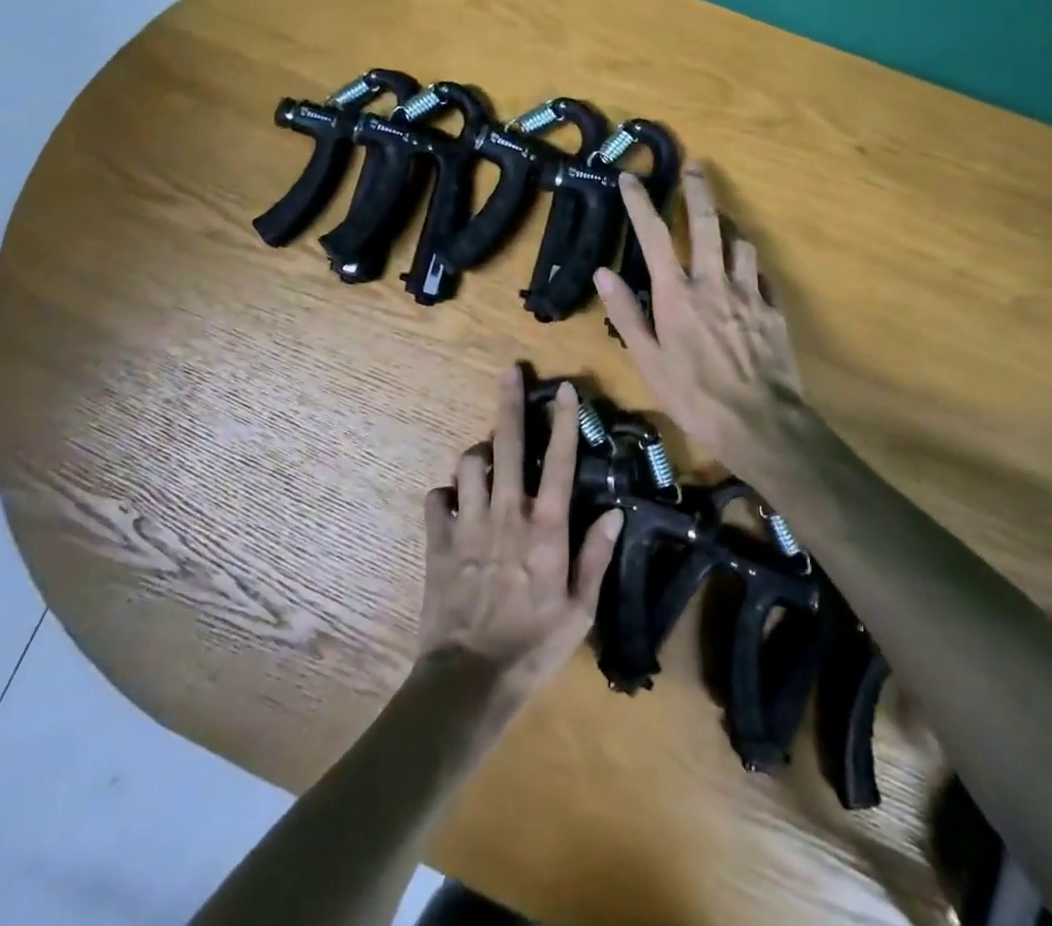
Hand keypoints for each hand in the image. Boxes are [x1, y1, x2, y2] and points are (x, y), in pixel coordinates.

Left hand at [418, 367, 624, 699]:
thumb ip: (596, 555)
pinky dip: (446, 494)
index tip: (564, 389)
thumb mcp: (580, 609)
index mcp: (546, 528)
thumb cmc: (534, 646)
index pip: (561, 462)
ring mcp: (468, 523)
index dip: (564, 421)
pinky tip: (455, 503)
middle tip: (510, 372)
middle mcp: (506, 513)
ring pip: (468, 463)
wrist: (470, 679)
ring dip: (479, 454)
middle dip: (510, 403)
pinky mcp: (438, 540)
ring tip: (487, 461)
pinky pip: (437, 497)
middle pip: (507, 444)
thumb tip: (615, 512)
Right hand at [593, 165, 805, 468]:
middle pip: (706, 222)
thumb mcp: (648, 361)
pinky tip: (747, 274)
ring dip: (729, 226)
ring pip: (740, 243)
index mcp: (677, 293)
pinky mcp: (773, 310)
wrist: (760, 423)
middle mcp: (713, 281)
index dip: (639, 202)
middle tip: (695, 167)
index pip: (652, 235)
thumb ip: (626, 313)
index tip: (630, 178)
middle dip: (698, 190)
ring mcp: (748, 293)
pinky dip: (750, 266)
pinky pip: (761, 276)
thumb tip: (603, 272)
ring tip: (722, 222)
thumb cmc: (693, 396)